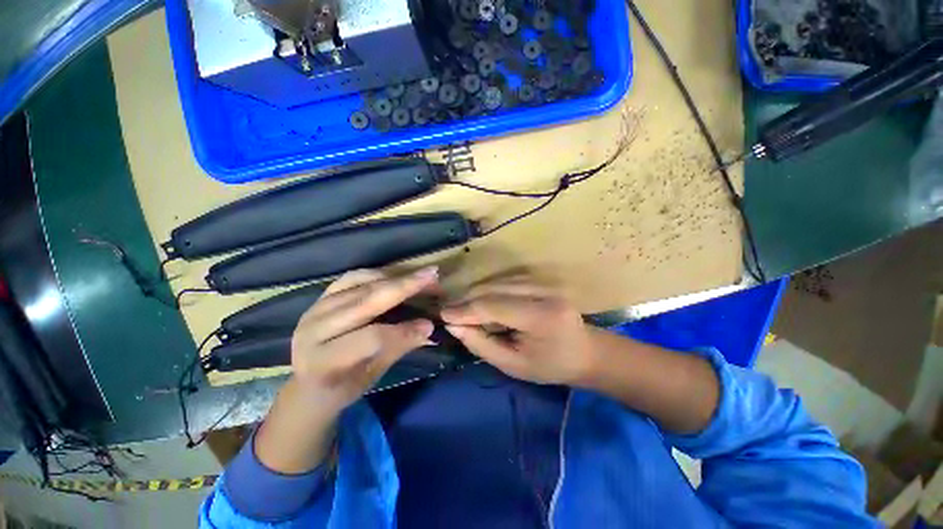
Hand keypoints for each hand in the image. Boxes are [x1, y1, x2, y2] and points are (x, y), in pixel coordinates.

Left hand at [290, 267, 438, 412]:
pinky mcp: (320, 297)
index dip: (403, 330)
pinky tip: (394, 275)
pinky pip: (351, 278)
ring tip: (419, 276)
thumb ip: (398, 347)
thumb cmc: (343, 387)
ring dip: (394, 277)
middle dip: (404, 286)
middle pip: (366, 301)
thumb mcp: (372, 376)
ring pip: (360, 284)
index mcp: (325, 361)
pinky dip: (376, 274)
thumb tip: (427, 326)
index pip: (371, 338)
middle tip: (432, 276)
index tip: (430, 324)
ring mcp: (315, 309)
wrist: (307, 386)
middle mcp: (314, 330)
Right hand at [440, 277, 599, 385]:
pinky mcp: (540, 280)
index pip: (493, 305)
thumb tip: (454, 326)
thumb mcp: (514, 365)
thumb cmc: (551, 366)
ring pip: (497, 281)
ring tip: (460, 308)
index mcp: (541, 317)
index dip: (465, 309)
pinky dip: (487, 290)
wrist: (586, 352)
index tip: (443, 315)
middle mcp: (542, 292)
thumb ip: (482, 344)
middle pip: (493, 289)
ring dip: (475, 293)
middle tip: (448, 312)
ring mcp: (543, 282)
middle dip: (467, 300)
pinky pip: (505, 280)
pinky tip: (478, 300)